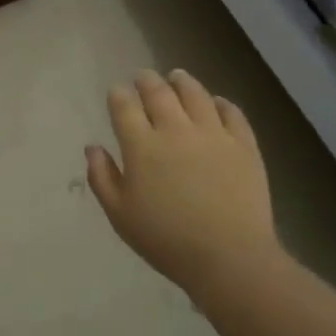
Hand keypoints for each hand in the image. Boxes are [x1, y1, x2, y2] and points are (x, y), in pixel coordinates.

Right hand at [86, 69, 282, 292]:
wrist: (230, 258)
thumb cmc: (166, 240)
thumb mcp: (120, 215)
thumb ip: (101, 177)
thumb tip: (92, 147)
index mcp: (142, 145)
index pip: (124, 105)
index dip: (118, 94)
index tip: (117, 92)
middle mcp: (175, 129)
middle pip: (158, 92)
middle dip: (146, 80)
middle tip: (142, 77)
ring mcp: (213, 134)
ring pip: (195, 94)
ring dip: (182, 81)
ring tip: (176, 76)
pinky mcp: (243, 145)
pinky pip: (232, 113)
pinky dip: (221, 103)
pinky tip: (216, 103)